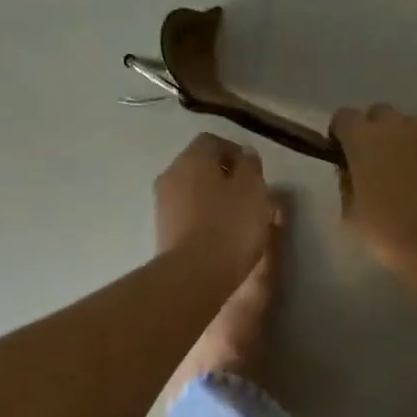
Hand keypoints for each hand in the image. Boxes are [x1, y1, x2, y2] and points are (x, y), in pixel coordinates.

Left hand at [154, 132, 274, 278]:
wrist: (194, 274)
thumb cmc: (230, 226)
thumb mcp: (253, 190)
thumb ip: (250, 167)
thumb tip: (245, 155)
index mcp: (193, 158)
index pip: (213, 142)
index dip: (236, 154)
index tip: (255, 175)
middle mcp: (171, 174)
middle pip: (200, 167)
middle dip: (224, 178)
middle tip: (248, 198)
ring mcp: (162, 204)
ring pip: (193, 192)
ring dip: (213, 200)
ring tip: (237, 221)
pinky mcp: (162, 231)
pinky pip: (187, 216)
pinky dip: (203, 220)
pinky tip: (220, 238)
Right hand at [330, 104, 416, 270]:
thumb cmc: (385, 231)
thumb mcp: (350, 214)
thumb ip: (347, 184)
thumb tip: (352, 173)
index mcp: (364, 139)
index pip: (344, 117)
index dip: (341, 134)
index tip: (343, 153)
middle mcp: (398, 127)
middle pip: (380, 114)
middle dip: (374, 131)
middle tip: (375, 161)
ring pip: (412, 127)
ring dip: (405, 142)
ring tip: (407, 174)